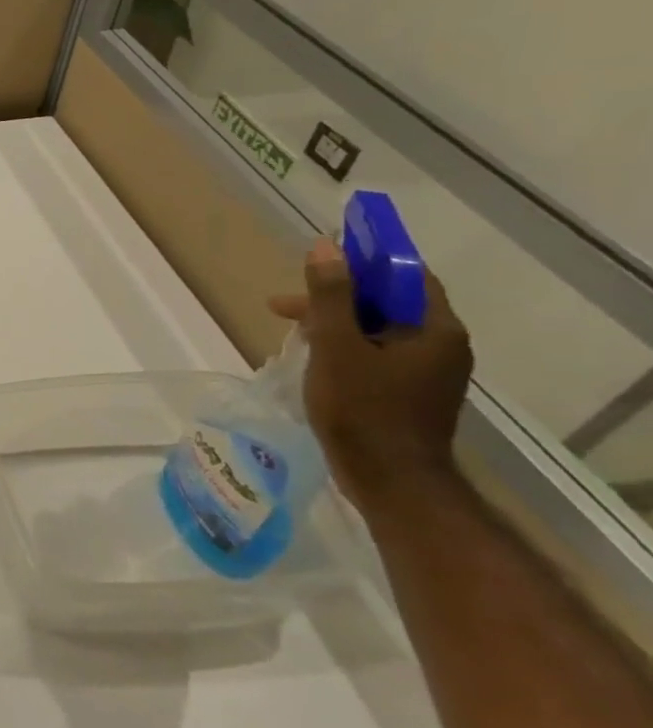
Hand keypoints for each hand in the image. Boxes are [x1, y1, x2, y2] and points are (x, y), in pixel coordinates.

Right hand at [268, 237, 473, 509]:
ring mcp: (427, 371)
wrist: (389, 480)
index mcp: (435, 330)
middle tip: (285, 304)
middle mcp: (441, 345)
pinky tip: (314, 356)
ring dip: (335, 321)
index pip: (405, 275)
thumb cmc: (362, 409)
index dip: (364, 261)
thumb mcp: (337, 346)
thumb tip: (326, 247)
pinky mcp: (409, 392)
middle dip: (336, 296)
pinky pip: (376, 352)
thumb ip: (331, 296)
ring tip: (291, 330)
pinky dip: (344, 345)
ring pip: (378, 328)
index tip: (320, 260)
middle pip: (388, 302)